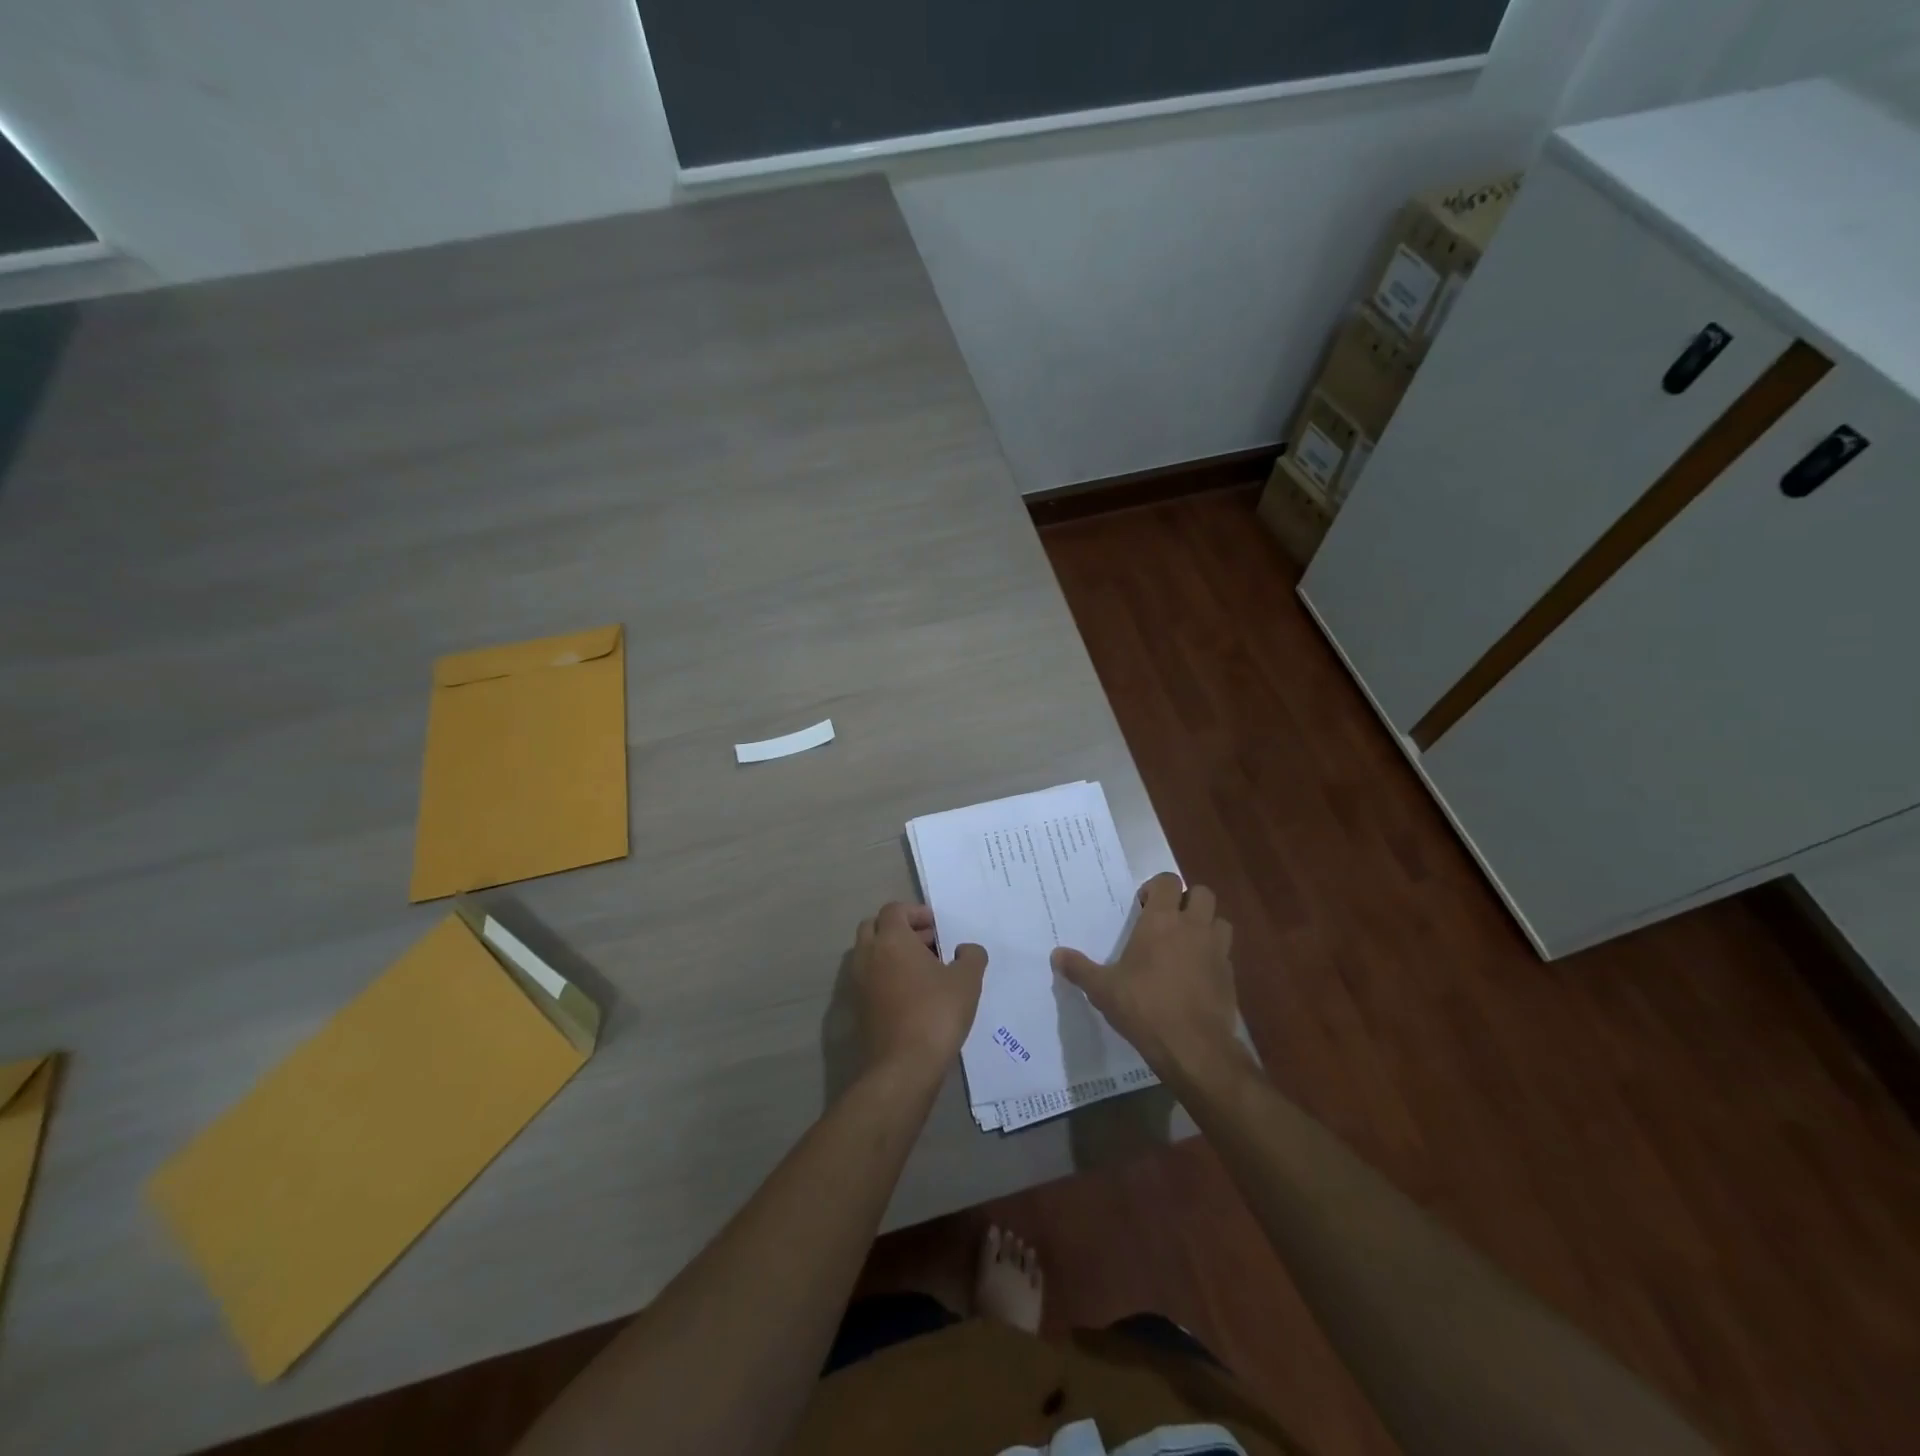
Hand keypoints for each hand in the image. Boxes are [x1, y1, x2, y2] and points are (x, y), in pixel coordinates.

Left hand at [851, 903, 987, 1086]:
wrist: (902, 1067)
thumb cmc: (936, 1014)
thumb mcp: (966, 981)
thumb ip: (971, 956)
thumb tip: (966, 949)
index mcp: (891, 940)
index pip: (894, 909)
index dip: (916, 912)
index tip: (937, 927)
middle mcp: (868, 955)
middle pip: (875, 927)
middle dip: (900, 929)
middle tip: (928, 943)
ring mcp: (858, 983)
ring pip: (869, 954)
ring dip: (891, 953)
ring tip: (923, 970)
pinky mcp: (857, 1008)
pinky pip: (869, 979)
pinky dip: (885, 976)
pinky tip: (912, 994)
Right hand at [1052, 873, 1239, 1079]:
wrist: (1194, 1047)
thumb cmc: (1144, 1007)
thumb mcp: (1103, 989)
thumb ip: (1080, 969)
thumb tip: (1056, 955)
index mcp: (1162, 921)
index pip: (1167, 881)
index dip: (1156, 888)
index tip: (1143, 906)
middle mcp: (1193, 927)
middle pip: (1202, 893)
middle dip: (1187, 900)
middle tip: (1167, 920)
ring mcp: (1217, 951)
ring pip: (1220, 921)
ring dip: (1206, 925)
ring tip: (1186, 944)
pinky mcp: (1230, 976)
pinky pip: (1225, 953)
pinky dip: (1213, 956)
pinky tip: (1196, 976)